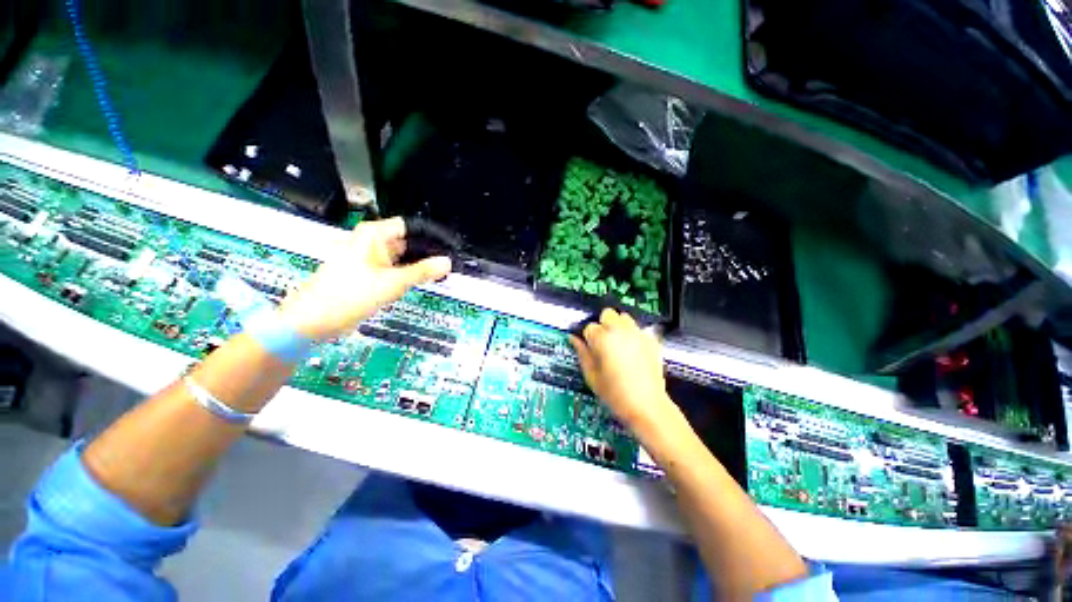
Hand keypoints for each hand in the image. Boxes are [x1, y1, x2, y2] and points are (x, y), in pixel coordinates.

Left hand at [277, 217, 450, 340]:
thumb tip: (447, 262)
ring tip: (439, 274)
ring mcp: (368, 258)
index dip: (430, 236)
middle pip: (406, 241)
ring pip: (400, 256)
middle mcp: (370, 242)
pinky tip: (421, 282)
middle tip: (447, 264)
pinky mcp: (367, 273)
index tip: (448, 247)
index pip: (409, 227)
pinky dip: (406, 274)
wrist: (315, 320)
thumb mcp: (393, 282)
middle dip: (426, 252)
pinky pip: (392, 269)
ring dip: (417, 265)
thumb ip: (423, 271)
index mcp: (373, 234)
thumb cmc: (350, 295)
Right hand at [569, 308, 675, 431]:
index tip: (590, 348)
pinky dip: (633, 335)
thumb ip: (582, 353)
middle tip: (602, 342)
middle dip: (603, 325)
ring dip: (618, 326)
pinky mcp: (651, 340)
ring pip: (624, 317)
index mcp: (602, 338)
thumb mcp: (591, 376)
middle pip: (607, 314)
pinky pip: (638, 329)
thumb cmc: (615, 394)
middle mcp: (620, 330)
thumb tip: (573, 339)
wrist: (647, 406)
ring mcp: (638, 334)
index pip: (589, 327)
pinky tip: (632, 351)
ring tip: (617, 344)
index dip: (588, 338)